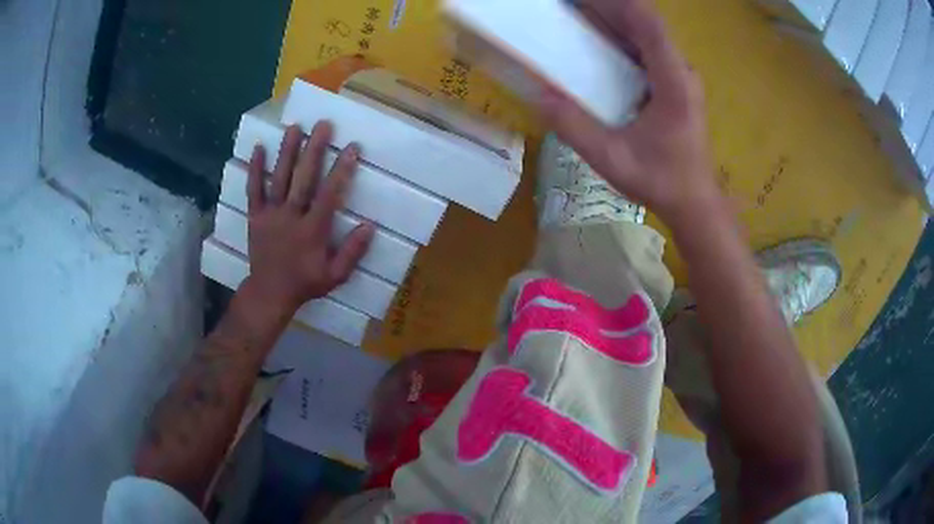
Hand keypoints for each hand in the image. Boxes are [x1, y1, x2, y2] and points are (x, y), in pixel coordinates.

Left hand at [242, 122, 373, 315]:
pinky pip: (253, 190)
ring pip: (279, 178)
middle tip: (323, 125)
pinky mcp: (255, 216)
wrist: (269, 293)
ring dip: (287, 152)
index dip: (341, 170)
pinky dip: (255, 169)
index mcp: (312, 231)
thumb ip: (352, 252)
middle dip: (314, 150)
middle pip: (303, 179)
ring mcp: (270, 214)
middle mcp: (291, 216)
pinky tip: (259, 148)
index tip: (351, 148)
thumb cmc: (304, 283)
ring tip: (295, 127)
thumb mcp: (335, 276)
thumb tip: (370, 226)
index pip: (329, 195)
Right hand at [538, 0, 719, 228]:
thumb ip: (574, 127)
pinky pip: (647, 48)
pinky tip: (597, 40)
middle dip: (607, 7)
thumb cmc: (660, 182)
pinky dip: (621, 36)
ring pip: (647, 33)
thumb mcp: (611, 159)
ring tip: (577, 14)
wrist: (694, 202)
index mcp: (673, 83)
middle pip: (646, 23)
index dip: (618, 4)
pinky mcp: (675, 83)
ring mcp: (679, 76)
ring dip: (614, 19)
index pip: (649, 25)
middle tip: (568, 6)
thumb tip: (537, 93)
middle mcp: (680, 71)